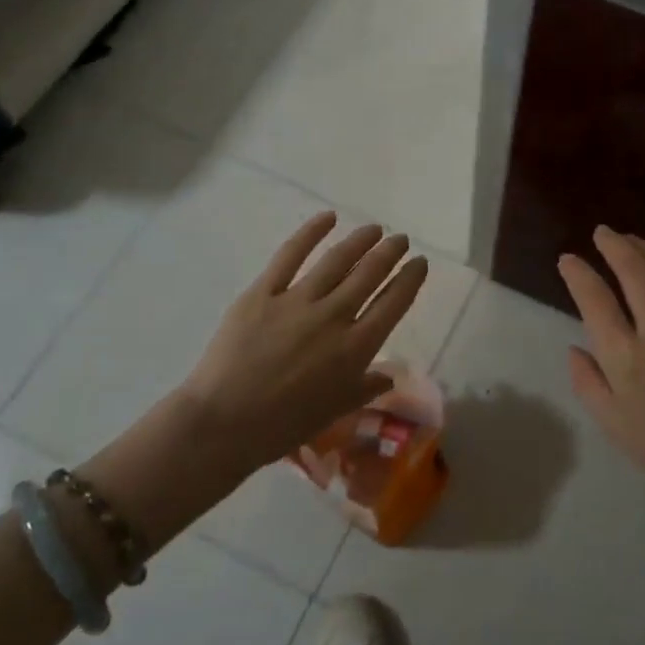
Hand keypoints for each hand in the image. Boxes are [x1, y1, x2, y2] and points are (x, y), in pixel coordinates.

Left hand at [182, 212, 427, 467]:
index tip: (420, 263)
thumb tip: (389, 375)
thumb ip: (365, 388)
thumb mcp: (335, 410)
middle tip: (401, 240)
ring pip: (337, 260)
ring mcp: (297, 301)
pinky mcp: (262, 292)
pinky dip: (310, 232)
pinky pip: (290, 255)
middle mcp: (333, 317)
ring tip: (374, 229)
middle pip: (370, 275)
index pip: (393, 303)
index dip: (410, 279)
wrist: (224, 423)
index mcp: (355, 348)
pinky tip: (327, 218)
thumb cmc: (284, 426)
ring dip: (360, 240)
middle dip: (390, 253)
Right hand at [559, 227, 644, 526]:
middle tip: (602, 233)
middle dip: (615, 246)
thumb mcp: (614, 426)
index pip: (596, 300)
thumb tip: (576, 348)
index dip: (579, 274)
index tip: (568, 260)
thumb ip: (588, 382)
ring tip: (631, 239)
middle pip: (635, 272)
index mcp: (627, 358)